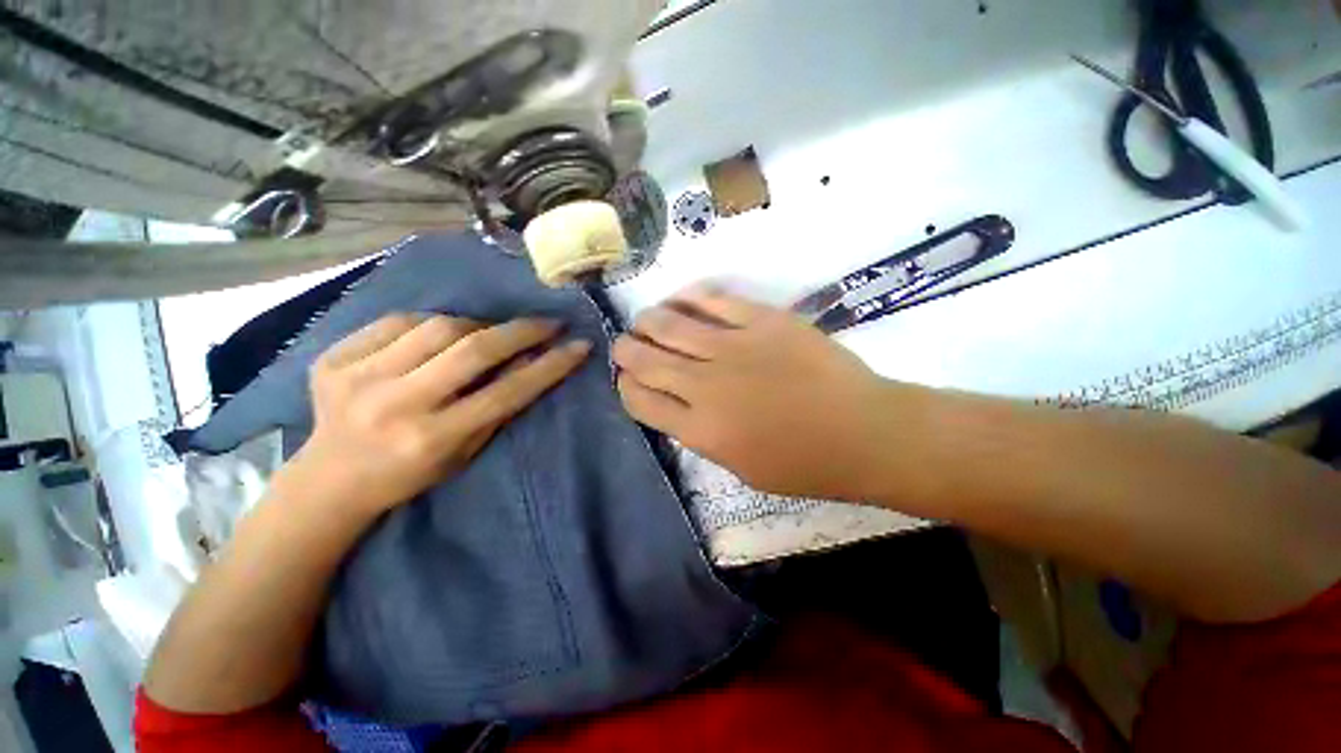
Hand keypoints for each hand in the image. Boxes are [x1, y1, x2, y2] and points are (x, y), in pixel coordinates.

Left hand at [287, 314, 591, 515]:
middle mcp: (396, 405)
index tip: (579, 345)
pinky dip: (430, 324)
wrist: (330, 479)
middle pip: (473, 349)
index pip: (507, 391)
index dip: (550, 365)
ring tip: (488, 334)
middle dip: (521, 331)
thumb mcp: (465, 452)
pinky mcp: (332, 359)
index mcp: (432, 438)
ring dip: (476, 326)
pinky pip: (398, 322)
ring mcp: (358, 377)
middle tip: (547, 323)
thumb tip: (533, 361)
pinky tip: (437, 337)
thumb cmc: (410, 473)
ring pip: (439, 327)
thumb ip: (499, 406)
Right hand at [613, 286, 896, 499]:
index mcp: (701, 429)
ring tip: (645, 321)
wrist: (864, 432)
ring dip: (648, 321)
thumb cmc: (805, 463)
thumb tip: (678, 405)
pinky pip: (712, 300)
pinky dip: (688, 298)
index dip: (626, 388)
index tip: (628, 380)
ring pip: (669, 324)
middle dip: (626, 351)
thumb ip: (702, 436)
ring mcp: (733, 347)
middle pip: (646, 360)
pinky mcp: (762, 320)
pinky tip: (680, 299)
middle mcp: (706, 385)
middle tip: (625, 345)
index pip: (641, 401)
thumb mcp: (741, 468)